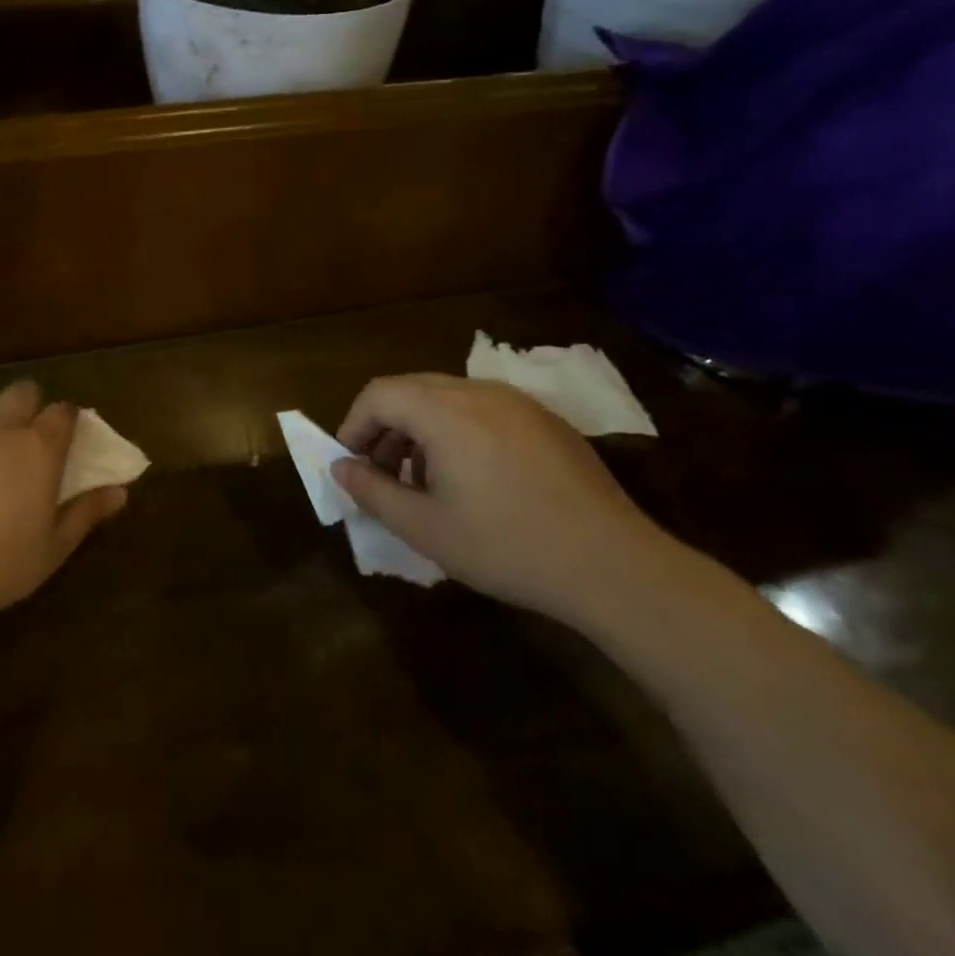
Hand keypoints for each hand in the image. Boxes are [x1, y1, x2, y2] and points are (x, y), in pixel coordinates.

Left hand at [0, 379, 127, 631]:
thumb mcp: (52, 550)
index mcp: (38, 448)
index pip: (63, 411)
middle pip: (22, 391)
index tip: (67, 440)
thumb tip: (120, 491)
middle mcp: (0, 427)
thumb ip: (86, 513)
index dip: (68, 421)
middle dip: (30, 406)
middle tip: (27, 439)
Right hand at [331, 374, 678, 624]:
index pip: (378, 394)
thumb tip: (341, 468)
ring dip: (420, 430)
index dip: (353, 425)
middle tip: (382, 475)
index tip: (351, 466)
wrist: (614, 565)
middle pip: (410, 390)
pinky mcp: (545, 420)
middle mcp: (478, 391)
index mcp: (444, 410)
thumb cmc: (507, 546)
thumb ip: (373, 492)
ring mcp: (517, 402)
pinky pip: (483, 410)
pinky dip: (457, 431)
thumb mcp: (425, 528)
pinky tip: (473, 480)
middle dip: (385, 428)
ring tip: (424, 482)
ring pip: (447, 398)